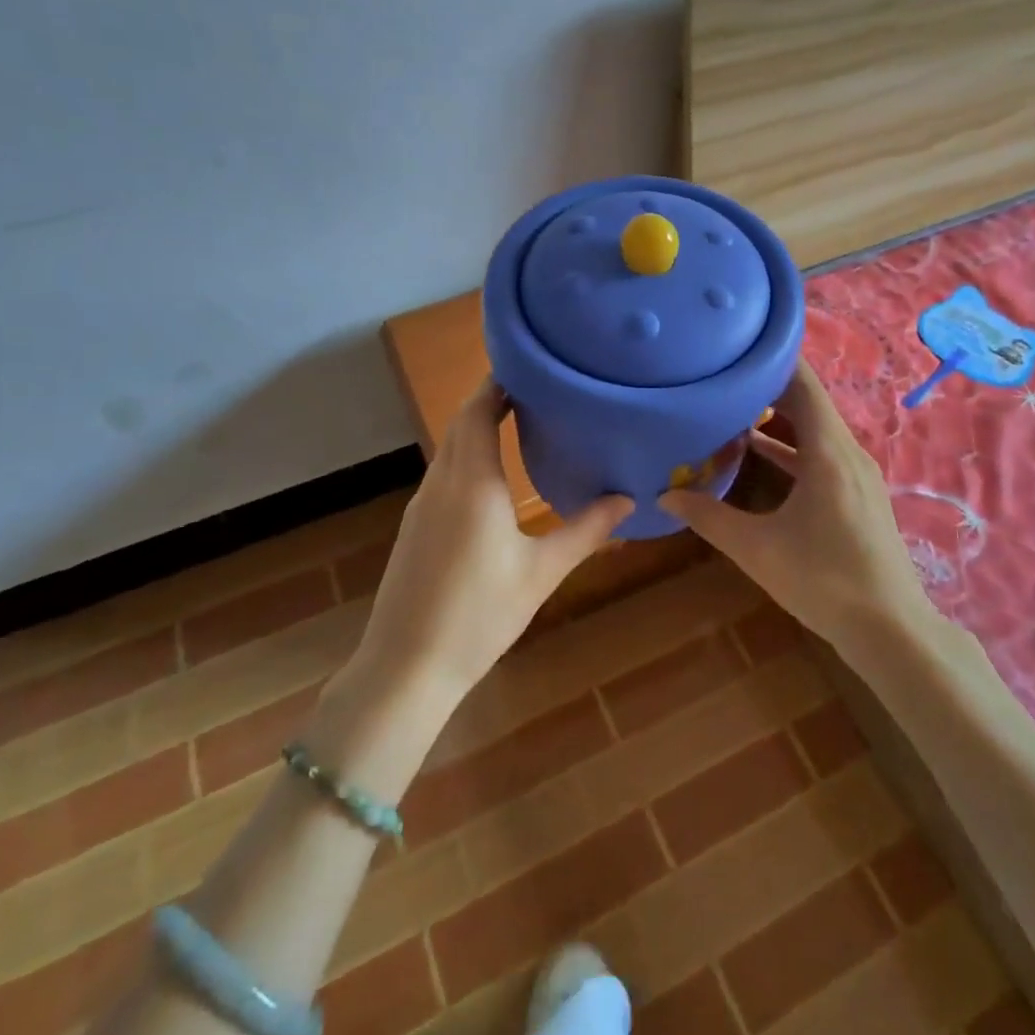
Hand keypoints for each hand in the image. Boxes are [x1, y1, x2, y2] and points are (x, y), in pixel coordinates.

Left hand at [355, 379, 630, 704]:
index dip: (497, 384)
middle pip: (460, 424)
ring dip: (476, 427)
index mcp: (472, 483)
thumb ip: (586, 531)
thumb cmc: (479, 615)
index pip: (477, 412)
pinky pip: (443, 473)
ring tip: (518, 421)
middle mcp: (441, 483)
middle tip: (535, 390)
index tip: (529, 367)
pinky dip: (466, 456)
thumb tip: (628, 500)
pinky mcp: (415, 527)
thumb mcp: (541, 572)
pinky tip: (491, 476)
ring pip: (449, 449)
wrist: (405, 667)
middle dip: (490, 400)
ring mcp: (422, 506)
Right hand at [659, 362, 931, 650]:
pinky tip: (760, 453)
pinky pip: (823, 453)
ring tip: (733, 408)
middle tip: (723, 376)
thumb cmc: (823, 580)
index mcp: (828, 451)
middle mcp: (847, 451)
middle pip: (809, 401)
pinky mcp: (859, 494)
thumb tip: (664, 496)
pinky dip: (793, 446)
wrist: (891, 630)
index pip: (803, 383)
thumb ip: (709, 518)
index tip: (736, 347)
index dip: (772, 359)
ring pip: (816, 428)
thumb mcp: (757, 549)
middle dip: (767, 386)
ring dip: (780, 418)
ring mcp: (857, 473)